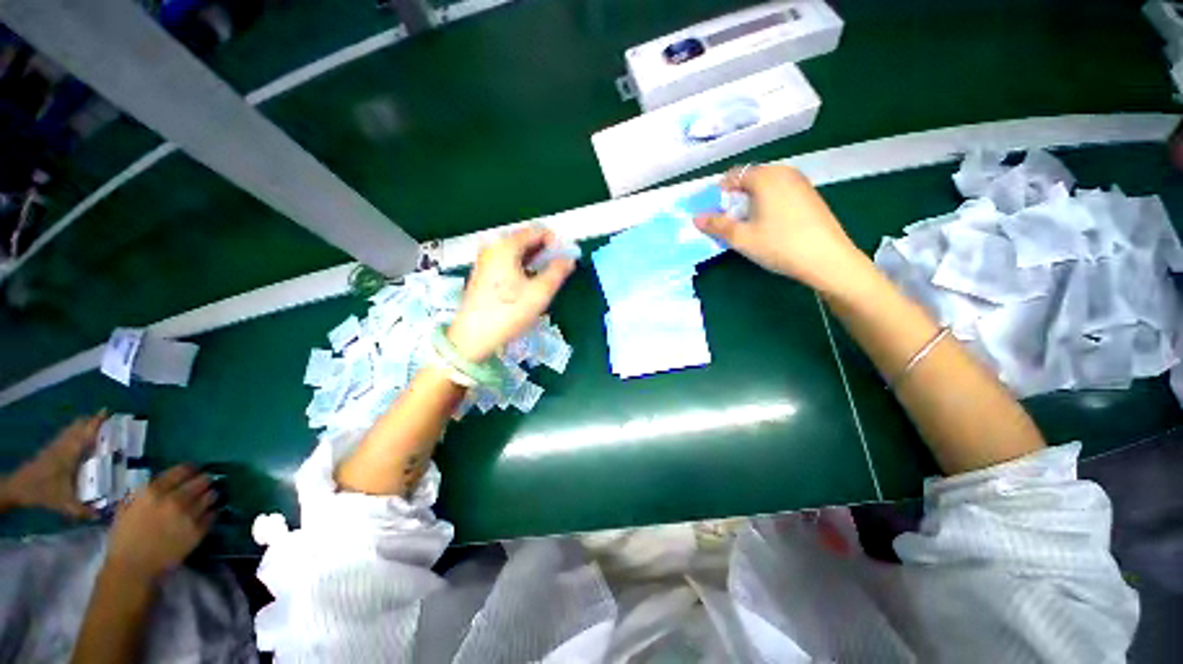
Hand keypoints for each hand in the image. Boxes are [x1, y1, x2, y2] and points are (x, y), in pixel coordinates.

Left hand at [1, 412, 105, 518]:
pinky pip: (66, 435)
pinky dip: (75, 431)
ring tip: (96, 424)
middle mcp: (64, 445)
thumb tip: (102, 516)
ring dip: (83, 425)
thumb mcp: (64, 504)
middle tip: (107, 418)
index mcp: (70, 453)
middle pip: (78, 427)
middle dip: (92, 421)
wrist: (18, 488)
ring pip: (71, 429)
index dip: (96, 422)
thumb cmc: (43, 492)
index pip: (85, 433)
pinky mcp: (51, 449)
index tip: (108, 412)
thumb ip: (82, 510)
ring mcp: (56, 446)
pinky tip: (78, 436)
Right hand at [105, 466, 215, 581]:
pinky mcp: (198, 530)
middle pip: (202, 480)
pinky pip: (213, 514)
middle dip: (204, 480)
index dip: (191, 469)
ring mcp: (189, 516)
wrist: (132, 567)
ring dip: (209, 495)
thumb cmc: (124, 536)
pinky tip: (206, 513)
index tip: (194, 470)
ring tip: (206, 497)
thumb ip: (144, 491)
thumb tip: (162, 481)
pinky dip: (211, 511)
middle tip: (204, 483)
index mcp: (154, 492)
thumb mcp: (127, 506)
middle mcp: (174, 500)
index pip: (183, 470)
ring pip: (211, 495)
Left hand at [446, 227, 574, 361]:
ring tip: (546, 277)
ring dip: (534, 260)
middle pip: (524, 240)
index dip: (555, 241)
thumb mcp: (540, 293)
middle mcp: (492, 247)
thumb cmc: (509, 312)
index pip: (536, 231)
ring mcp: (485, 260)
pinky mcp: (483, 273)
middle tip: (557, 269)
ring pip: (516, 252)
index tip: (565, 257)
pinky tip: (528, 282)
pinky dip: (522, 266)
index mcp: (505, 246)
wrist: (473, 336)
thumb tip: (569, 259)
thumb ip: (558, 272)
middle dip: (545, 251)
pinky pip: (507, 261)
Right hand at [694, 165, 865, 292]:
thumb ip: (717, 225)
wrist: (827, 259)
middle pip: (750, 179)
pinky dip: (768, 203)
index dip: (718, 193)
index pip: (733, 176)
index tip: (714, 214)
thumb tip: (695, 218)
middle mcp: (783, 172)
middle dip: (735, 198)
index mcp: (765, 177)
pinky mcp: (810, 195)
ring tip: (748, 225)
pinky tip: (770, 225)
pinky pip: (780, 192)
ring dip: (751, 201)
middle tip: (729, 221)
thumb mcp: (742, 238)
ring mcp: (800, 182)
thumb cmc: (779, 245)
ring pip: (766, 186)